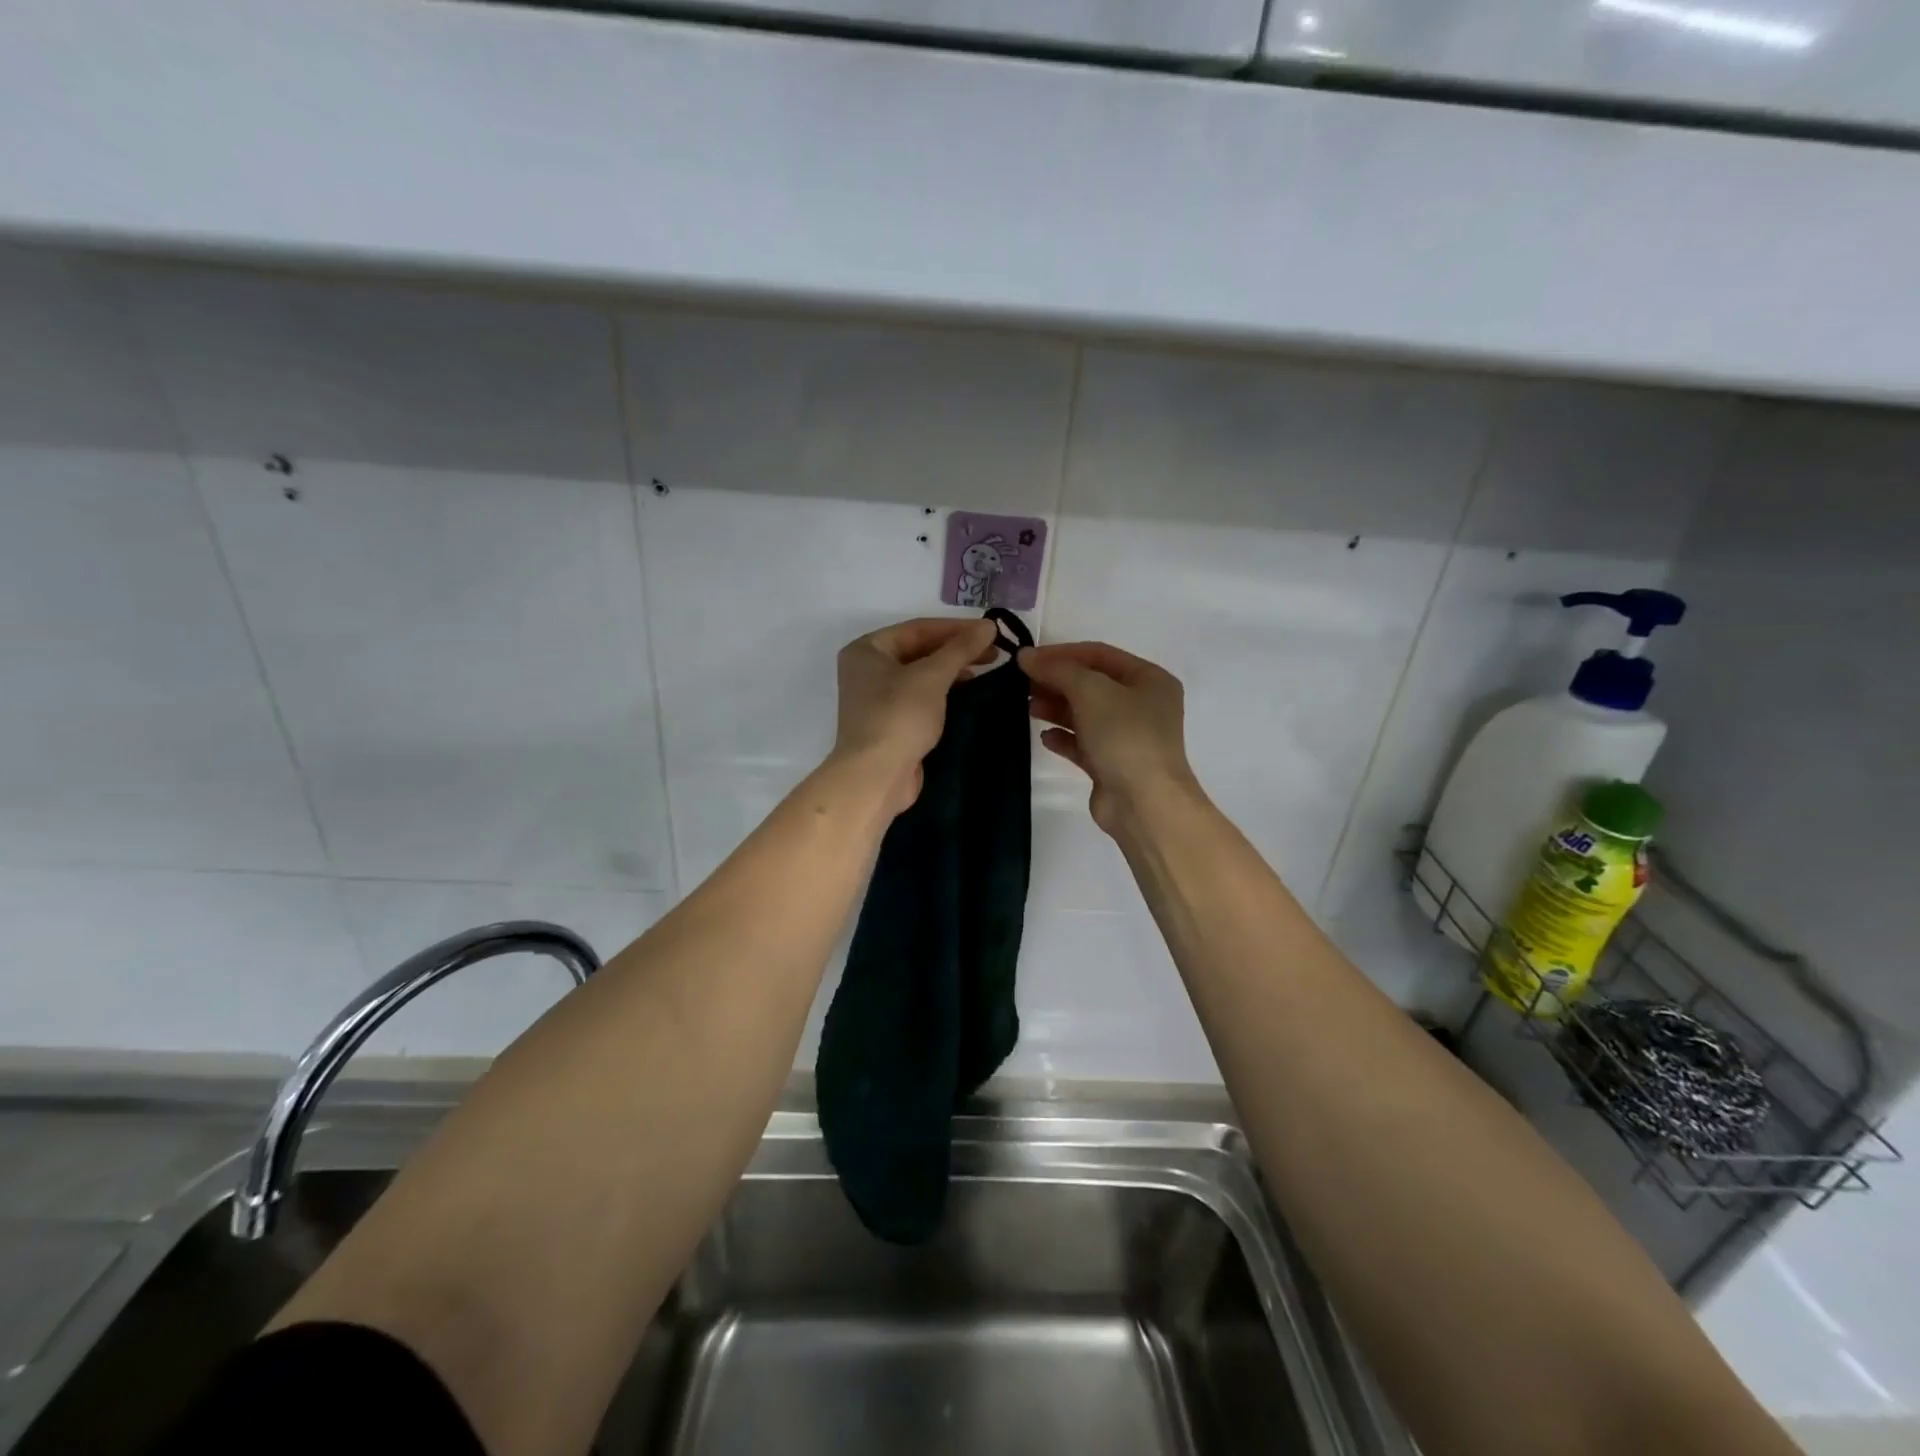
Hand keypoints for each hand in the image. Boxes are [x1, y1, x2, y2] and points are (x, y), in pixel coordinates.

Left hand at [832, 617, 999, 814]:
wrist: (876, 776)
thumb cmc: (899, 717)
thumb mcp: (932, 677)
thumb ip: (961, 649)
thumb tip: (989, 625)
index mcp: (867, 649)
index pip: (918, 629)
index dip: (956, 628)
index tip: (991, 631)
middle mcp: (867, 669)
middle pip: (919, 650)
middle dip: (956, 649)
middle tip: (994, 652)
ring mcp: (877, 698)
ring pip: (920, 674)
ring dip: (952, 670)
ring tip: (985, 669)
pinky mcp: (890, 722)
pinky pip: (920, 697)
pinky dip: (943, 691)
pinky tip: (967, 692)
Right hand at [1019, 641, 1199, 833]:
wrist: (1144, 803)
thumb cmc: (1124, 736)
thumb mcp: (1091, 691)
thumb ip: (1057, 669)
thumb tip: (1026, 657)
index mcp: (1149, 680)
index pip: (1099, 654)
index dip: (1061, 653)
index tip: (1026, 659)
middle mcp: (1142, 705)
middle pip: (1091, 683)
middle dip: (1056, 681)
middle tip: (1021, 683)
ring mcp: (1128, 737)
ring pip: (1085, 713)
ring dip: (1056, 708)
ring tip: (1028, 708)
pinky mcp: (1112, 764)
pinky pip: (1083, 743)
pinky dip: (1063, 737)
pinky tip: (1045, 738)